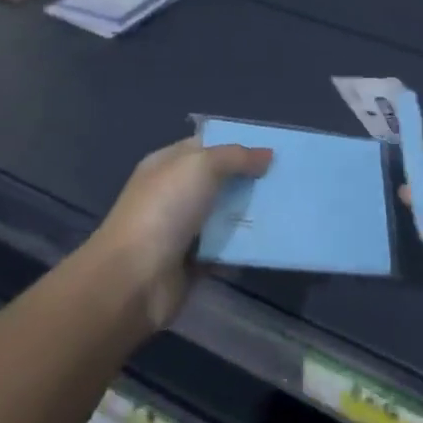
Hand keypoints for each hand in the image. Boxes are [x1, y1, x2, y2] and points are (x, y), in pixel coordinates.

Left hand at [92, 137, 271, 329]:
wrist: (133, 279)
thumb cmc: (164, 209)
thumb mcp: (201, 166)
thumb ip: (236, 156)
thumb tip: (267, 155)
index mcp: (168, 164)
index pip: (207, 145)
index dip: (238, 143)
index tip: (273, 148)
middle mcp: (175, 193)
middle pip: (220, 180)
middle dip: (251, 179)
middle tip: (288, 179)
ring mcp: (183, 229)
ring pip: (225, 215)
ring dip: (252, 213)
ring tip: (289, 209)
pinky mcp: (193, 262)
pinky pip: (226, 248)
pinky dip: (244, 247)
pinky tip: (273, 240)